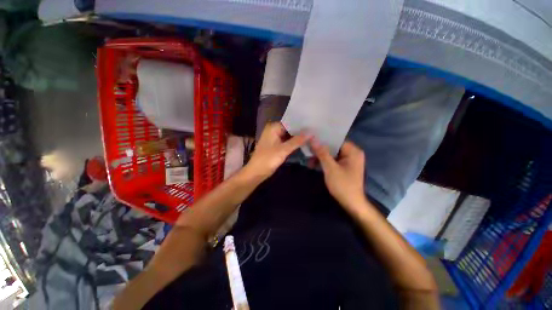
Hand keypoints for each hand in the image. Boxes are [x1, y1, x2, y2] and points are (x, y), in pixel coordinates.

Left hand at [244, 122, 309, 181]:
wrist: (256, 172)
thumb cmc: (268, 159)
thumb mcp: (283, 149)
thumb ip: (297, 141)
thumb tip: (311, 132)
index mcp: (273, 127)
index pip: (291, 122)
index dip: (302, 124)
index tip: (314, 125)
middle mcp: (274, 130)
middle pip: (290, 128)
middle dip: (301, 131)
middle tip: (315, 131)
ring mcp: (275, 138)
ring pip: (289, 135)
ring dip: (298, 137)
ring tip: (313, 136)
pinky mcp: (276, 145)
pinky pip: (287, 141)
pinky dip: (294, 142)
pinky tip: (304, 143)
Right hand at [311, 140, 366, 211]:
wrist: (351, 203)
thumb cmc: (343, 185)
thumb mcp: (330, 168)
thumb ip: (322, 153)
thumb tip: (313, 139)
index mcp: (353, 151)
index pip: (336, 140)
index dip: (323, 139)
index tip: (311, 138)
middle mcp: (352, 153)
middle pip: (333, 147)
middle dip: (320, 149)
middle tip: (308, 149)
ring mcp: (348, 160)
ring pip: (332, 154)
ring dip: (320, 157)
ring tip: (309, 160)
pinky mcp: (344, 166)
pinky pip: (332, 160)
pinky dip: (324, 162)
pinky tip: (314, 165)